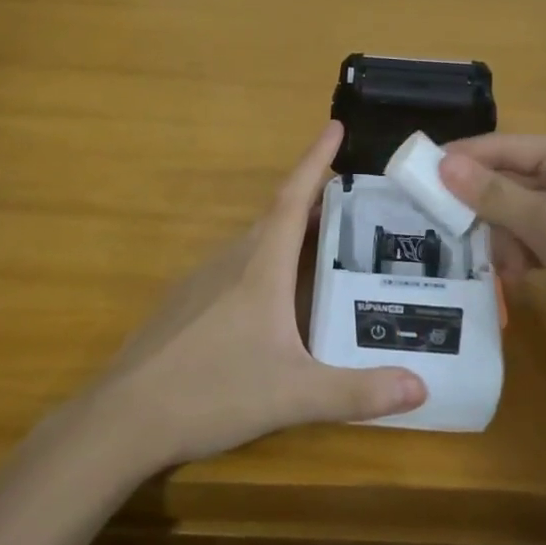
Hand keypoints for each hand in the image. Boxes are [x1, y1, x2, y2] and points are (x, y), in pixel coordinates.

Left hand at [95, 121, 425, 468]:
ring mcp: (202, 280)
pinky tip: (273, 295)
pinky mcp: (185, 303)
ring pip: (254, 242)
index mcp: (260, 266)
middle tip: (351, 197)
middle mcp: (230, 261)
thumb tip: (422, 387)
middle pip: (276, 216)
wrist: (123, 418)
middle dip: (312, 199)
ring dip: (287, 231)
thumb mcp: (293, 395)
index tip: (334, 126)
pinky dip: (264, 260)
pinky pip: (235, 266)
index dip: (315, 160)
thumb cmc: (212, 392)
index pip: (292, 198)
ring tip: (321, 240)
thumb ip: (357, 392)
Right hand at [439, 134, 545, 375]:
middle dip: (485, 208)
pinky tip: (517, 276)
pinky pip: (529, 236)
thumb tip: (442, 163)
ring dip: (503, 238)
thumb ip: (493, 193)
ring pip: (514, 211)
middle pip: (507, 179)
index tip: (418, 173)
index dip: (462, 158)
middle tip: (450, 228)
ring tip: (505, 267)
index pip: (503, 146)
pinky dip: (519, 254)